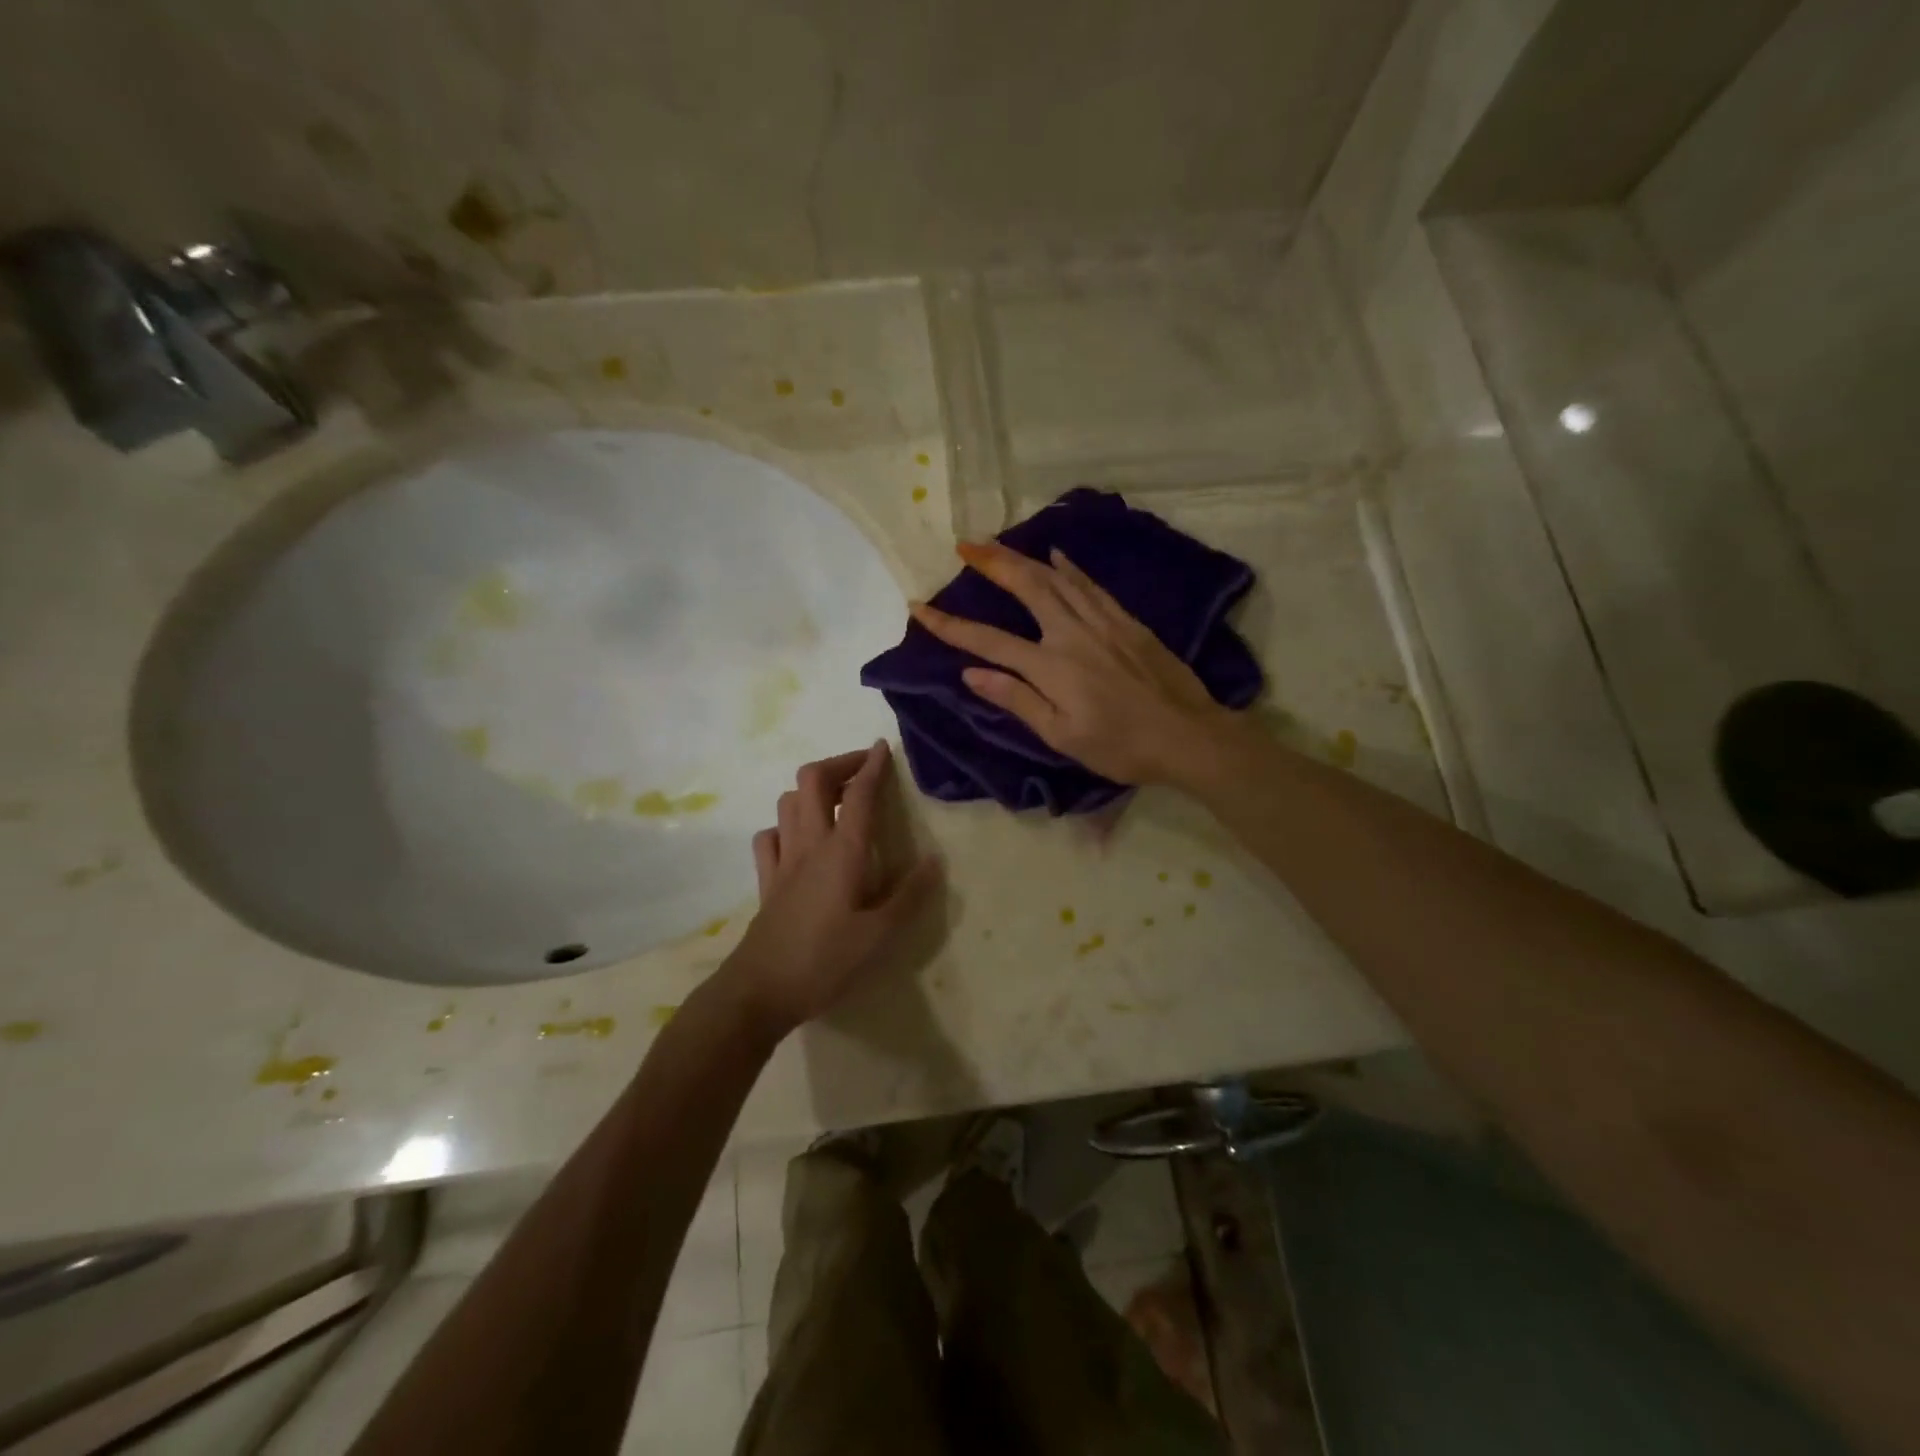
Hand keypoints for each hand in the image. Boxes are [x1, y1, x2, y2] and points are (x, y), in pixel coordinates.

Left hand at [724, 742, 941, 1035]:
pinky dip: (785, 825)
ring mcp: (783, 860)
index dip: (871, 766)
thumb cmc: (825, 962)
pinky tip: (799, 839)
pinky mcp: (766, 880)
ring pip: (788, 802)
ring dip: (811, 790)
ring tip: (836, 800)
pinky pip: (769, 836)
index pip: (858, 794)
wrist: (760, 991)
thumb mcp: (879, 936)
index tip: (882, 747)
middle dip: (839, 764)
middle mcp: (809, 844)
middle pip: (812, 780)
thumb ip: (909, 896)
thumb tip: (934, 861)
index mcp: (842, 852)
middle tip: (862, 769)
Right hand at [909, 541, 1232, 786]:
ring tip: (998, 544)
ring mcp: (1103, 622)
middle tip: (965, 544)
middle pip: (1026, 587)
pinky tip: (1057, 555)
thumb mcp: (1063, 736)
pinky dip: (1070, 567)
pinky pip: (1091, 585)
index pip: (989, 641)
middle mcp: (1072, 634)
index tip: (920, 607)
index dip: (951, 626)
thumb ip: (1017, 700)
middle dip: (992, 563)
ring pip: (1057, 578)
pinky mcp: (1127, 621)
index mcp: (1051, 667)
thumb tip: (971, 674)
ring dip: (1024, 558)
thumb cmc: (1121, 747)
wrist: (1189, 735)